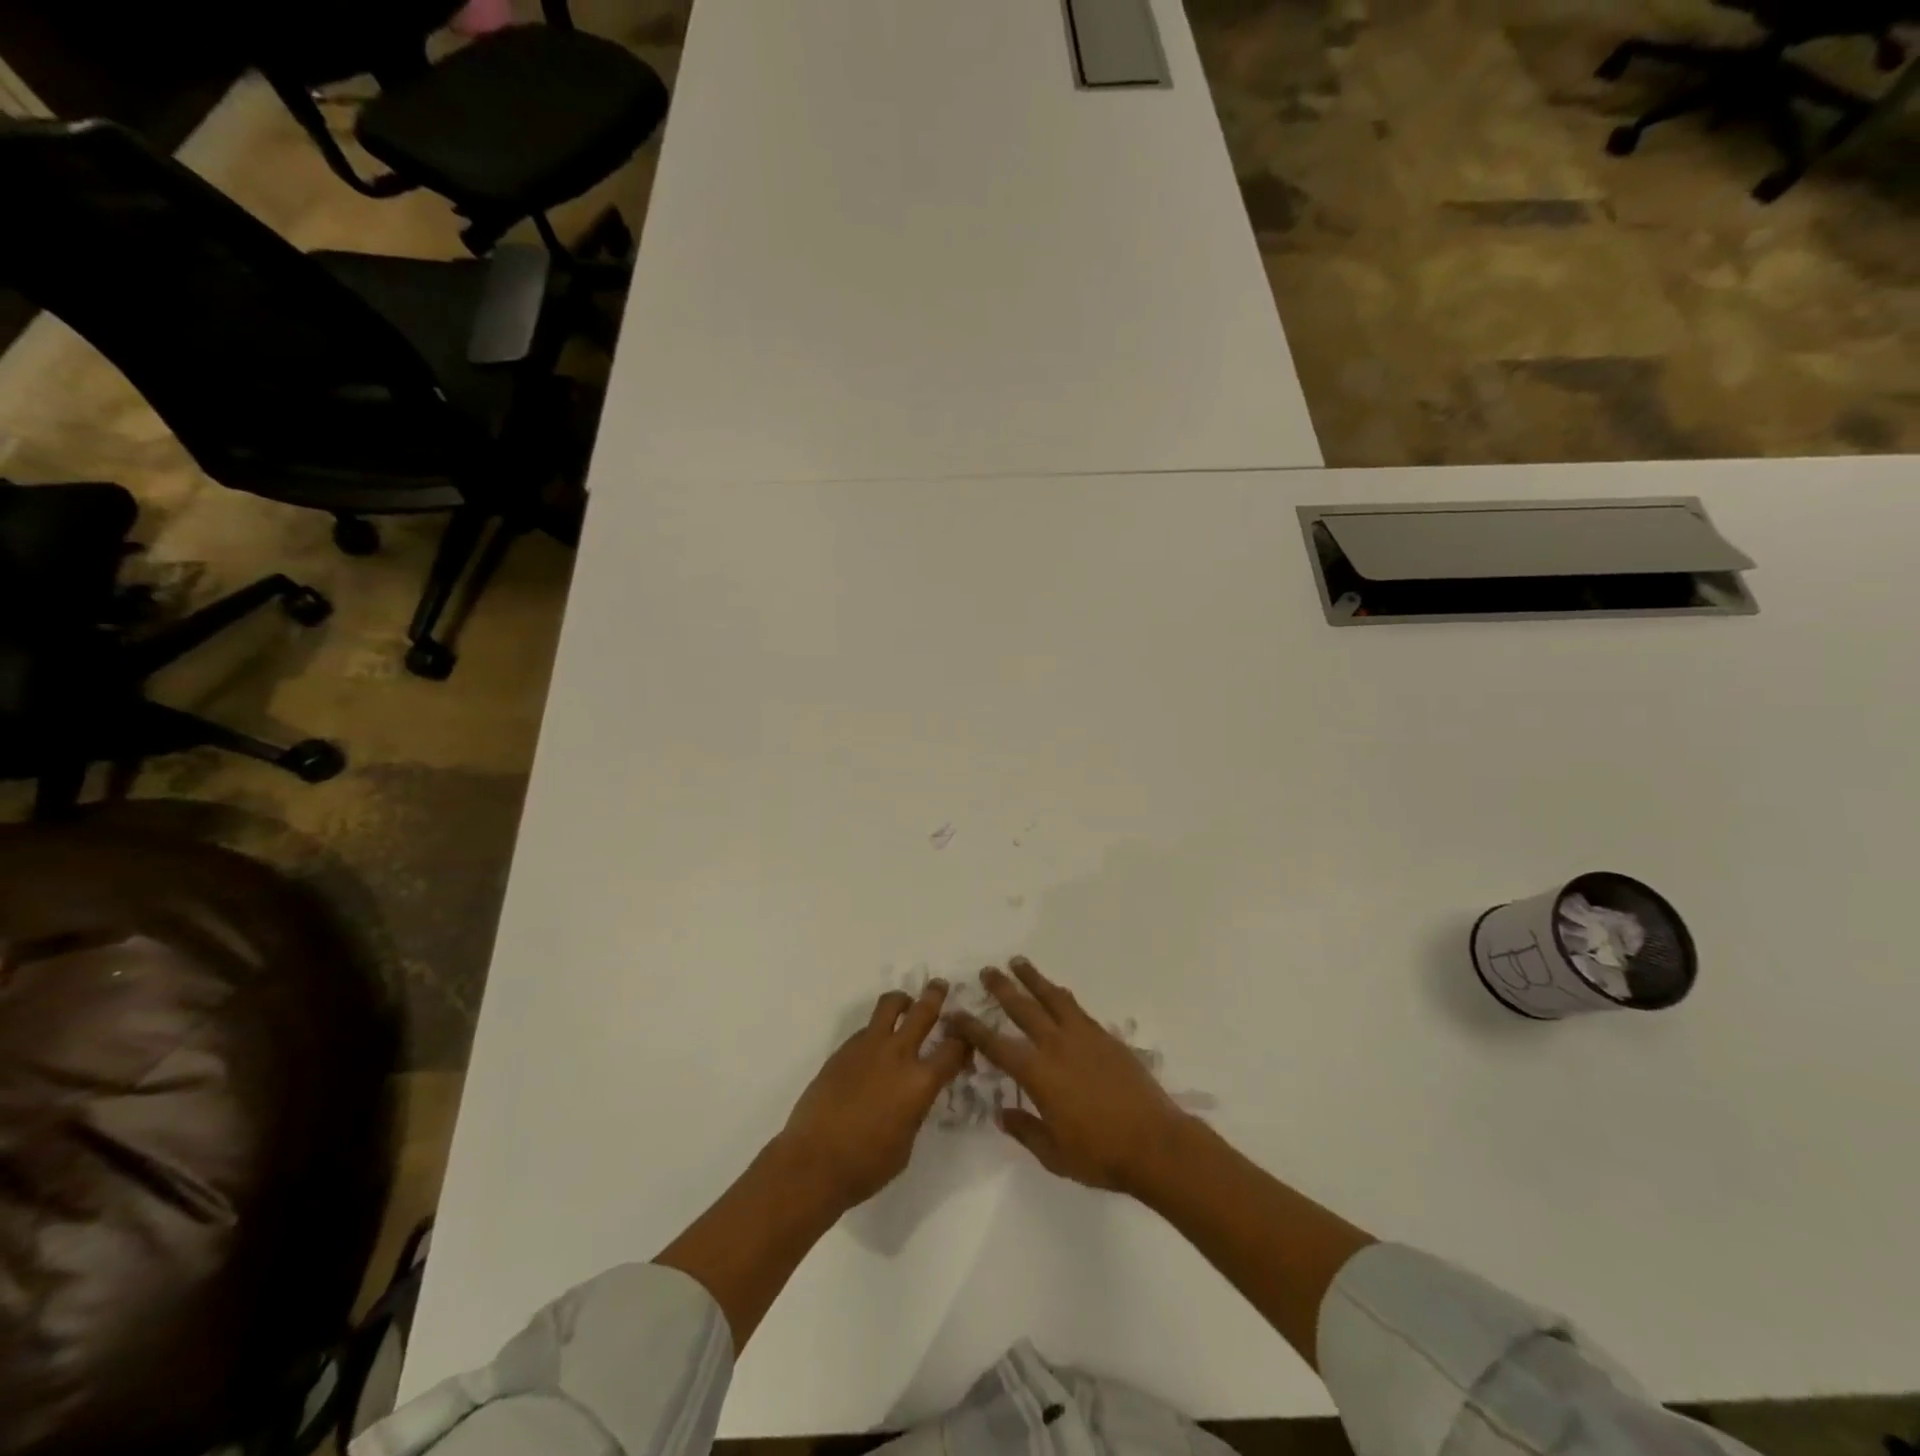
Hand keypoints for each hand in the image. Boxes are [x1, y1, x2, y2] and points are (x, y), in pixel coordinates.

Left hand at [778, 981, 969, 1210]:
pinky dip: (876, 1030)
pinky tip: (874, 1048)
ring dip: (902, 1001)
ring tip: (905, 1003)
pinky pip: (866, 1029)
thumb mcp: (907, 1142)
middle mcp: (898, 1055)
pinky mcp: (843, 1050)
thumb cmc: (866, 1165)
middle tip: (940, 986)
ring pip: (889, 1006)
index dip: (964, 1041)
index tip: (966, 1038)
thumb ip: (916, 1109)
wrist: (813, 1161)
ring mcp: (868, 1047)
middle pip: (923, 1011)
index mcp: (920, 1082)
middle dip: (935, 996)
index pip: (953, 1049)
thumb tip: (914, 1095)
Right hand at [949, 957, 1191, 1195]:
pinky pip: (1077, 1008)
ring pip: (1052, 998)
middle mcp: (1057, 1046)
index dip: (973, 1029)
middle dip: (1001, 988)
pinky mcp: (1106, 1038)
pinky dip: (1062, 996)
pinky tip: (1058, 992)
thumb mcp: (1055, 1155)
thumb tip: (1003, 1113)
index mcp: (1038, 1074)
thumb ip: (1026, 1131)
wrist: (1155, 1143)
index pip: (996, 1046)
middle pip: (1023, 1009)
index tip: (955, 1013)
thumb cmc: (1101, 1155)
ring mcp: (1084, 1037)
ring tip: (1018, 962)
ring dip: (1033, 979)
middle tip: (986, 970)